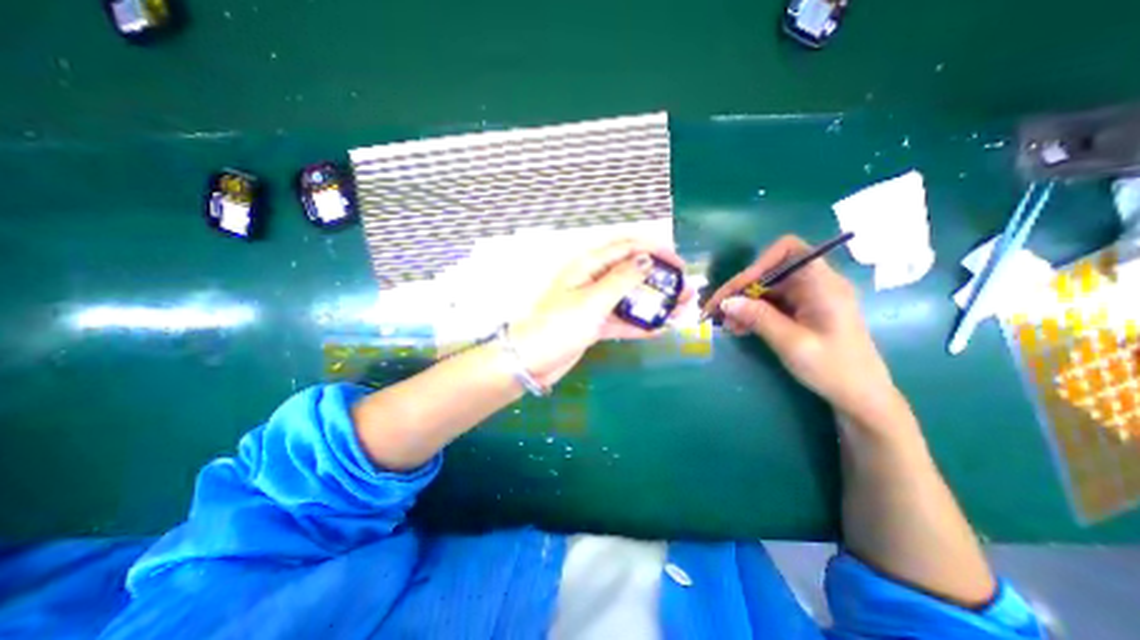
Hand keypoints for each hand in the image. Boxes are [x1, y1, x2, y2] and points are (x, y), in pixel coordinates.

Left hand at [511, 241, 694, 387]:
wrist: (532, 360)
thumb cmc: (559, 325)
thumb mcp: (592, 300)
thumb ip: (621, 280)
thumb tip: (646, 260)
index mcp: (588, 265)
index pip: (626, 247)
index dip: (654, 250)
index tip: (678, 262)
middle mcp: (593, 280)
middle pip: (632, 272)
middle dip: (660, 278)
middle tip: (685, 288)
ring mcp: (595, 303)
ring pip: (630, 297)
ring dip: (655, 302)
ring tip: (681, 308)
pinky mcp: (595, 323)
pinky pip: (622, 320)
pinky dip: (640, 324)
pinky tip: (661, 328)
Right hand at [705, 237, 899, 421]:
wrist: (861, 397)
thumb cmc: (834, 369)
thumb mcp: (792, 343)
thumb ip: (759, 318)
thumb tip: (727, 302)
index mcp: (822, 284)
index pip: (788, 249)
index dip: (759, 262)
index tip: (738, 288)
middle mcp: (816, 284)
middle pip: (770, 272)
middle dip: (742, 289)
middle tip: (716, 311)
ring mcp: (809, 298)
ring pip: (767, 290)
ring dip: (743, 304)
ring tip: (725, 324)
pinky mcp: (803, 312)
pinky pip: (772, 305)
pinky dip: (753, 313)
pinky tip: (738, 328)